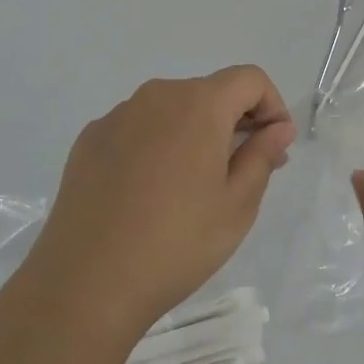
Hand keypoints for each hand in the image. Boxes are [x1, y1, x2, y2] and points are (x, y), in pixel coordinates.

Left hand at [16, 66, 295, 346]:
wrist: (86, 283)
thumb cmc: (176, 244)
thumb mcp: (237, 205)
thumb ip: (262, 156)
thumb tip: (278, 128)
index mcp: (198, 104)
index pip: (249, 79)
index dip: (272, 105)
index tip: (274, 147)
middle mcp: (155, 96)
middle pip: (209, 92)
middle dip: (235, 122)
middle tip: (244, 173)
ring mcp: (116, 116)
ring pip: (171, 110)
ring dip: (194, 133)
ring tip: (193, 188)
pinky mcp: (89, 141)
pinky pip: (137, 129)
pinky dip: (156, 145)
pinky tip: (149, 194)